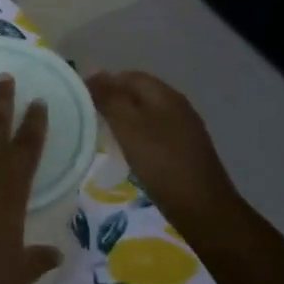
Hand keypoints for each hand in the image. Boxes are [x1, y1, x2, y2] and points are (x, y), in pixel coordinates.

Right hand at [86, 71, 240, 228]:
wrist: (203, 208)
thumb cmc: (161, 163)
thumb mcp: (128, 127)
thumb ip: (110, 99)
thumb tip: (94, 75)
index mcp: (165, 95)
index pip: (129, 76)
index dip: (103, 82)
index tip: (80, 99)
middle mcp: (177, 106)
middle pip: (139, 93)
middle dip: (113, 100)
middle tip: (89, 117)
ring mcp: (184, 129)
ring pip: (147, 114)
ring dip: (125, 119)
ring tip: (104, 134)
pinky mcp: (186, 151)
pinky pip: (155, 133)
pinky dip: (138, 136)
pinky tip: (129, 152)